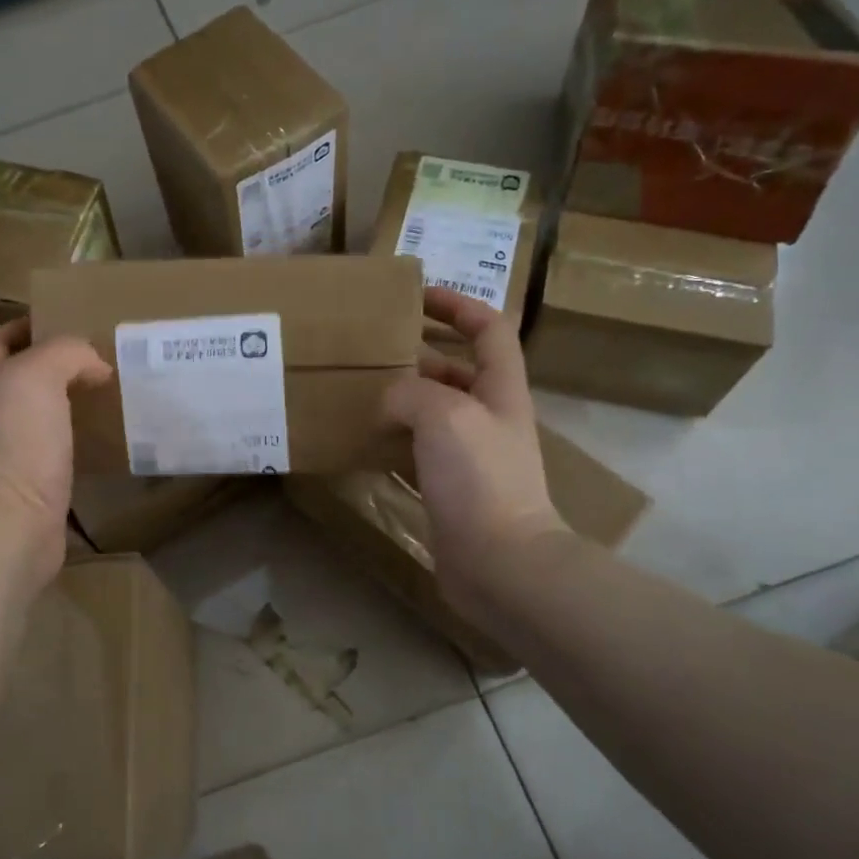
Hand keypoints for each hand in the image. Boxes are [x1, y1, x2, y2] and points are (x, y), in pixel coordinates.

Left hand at [0, 318, 110, 582]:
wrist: (15, 520)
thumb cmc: (19, 440)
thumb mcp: (39, 374)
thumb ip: (66, 352)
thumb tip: (95, 365)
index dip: (20, 327)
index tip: (63, 323)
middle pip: (17, 376)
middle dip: (51, 364)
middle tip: (95, 358)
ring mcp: (10, 449)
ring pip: (39, 413)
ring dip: (67, 401)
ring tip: (107, 392)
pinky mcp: (34, 480)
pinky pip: (58, 448)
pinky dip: (78, 438)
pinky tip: (106, 435)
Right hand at [384, 288, 567, 620]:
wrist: (499, 561)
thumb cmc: (479, 478)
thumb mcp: (444, 415)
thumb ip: (411, 392)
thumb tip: (389, 400)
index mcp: (500, 390)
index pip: (489, 329)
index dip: (458, 306)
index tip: (417, 297)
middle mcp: (488, 418)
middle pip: (456, 371)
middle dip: (418, 354)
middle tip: (371, 351)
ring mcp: (469, 457)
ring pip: (433, 413)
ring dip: (401, 398)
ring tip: (358, 391)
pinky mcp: (449, 489)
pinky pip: (417, 451)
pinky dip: (392, 441)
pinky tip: (362, 441)